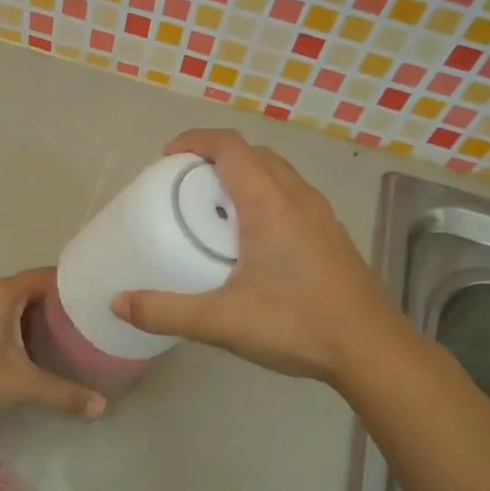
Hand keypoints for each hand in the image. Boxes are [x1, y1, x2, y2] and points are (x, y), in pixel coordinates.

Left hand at [0, 267, 106, 422]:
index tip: (92, 302)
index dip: (71, 287)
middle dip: (52, 307)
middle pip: (27, 289)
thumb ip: (63, 393)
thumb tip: (101, 407)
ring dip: (29, 317)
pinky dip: (8, 324)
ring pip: (6, 302)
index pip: (46, 277)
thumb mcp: (21, 385)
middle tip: (80, 326)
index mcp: (0, 292)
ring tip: (56, 338)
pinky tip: (19, 348)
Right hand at [111, 129, 404, 384]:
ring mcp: (321, 216)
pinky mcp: (332, 236)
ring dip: (246, 175)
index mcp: (269, 204)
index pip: (230, 147)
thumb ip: (166, 311)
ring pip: (279, 174)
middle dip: (218, 157)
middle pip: (255, 154)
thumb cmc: (295, 325)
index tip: (169, 156)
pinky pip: (293, 196)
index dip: (197, 140)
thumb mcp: (221, 321)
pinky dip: (267, 195)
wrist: (371, 349)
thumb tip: (118, 302)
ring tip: (218, 208)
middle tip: (187, 184)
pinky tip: (255, 240)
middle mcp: (298, 198)